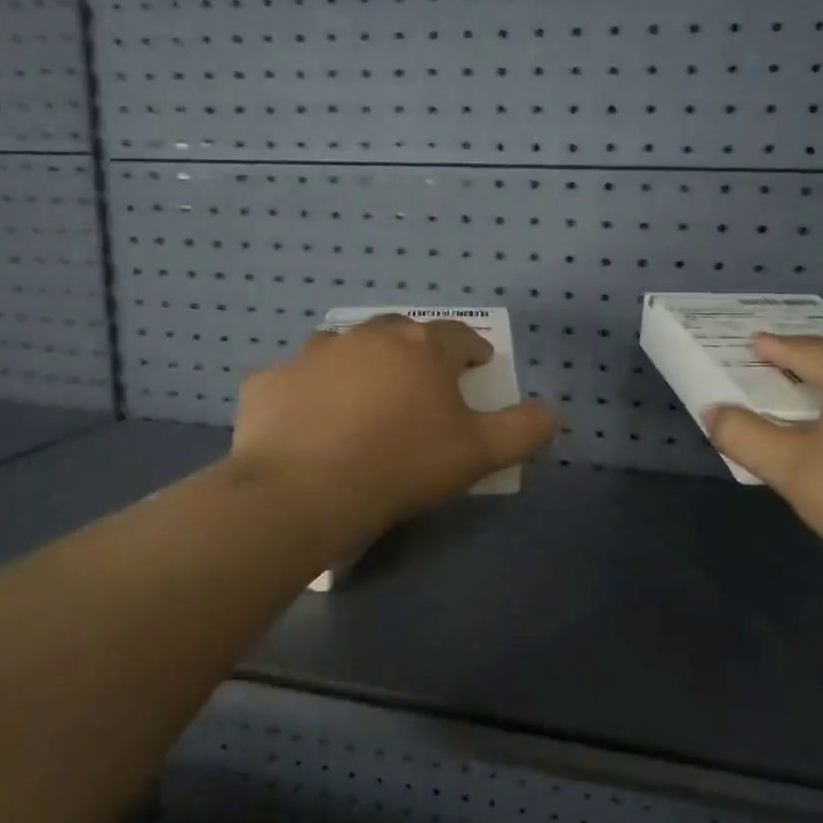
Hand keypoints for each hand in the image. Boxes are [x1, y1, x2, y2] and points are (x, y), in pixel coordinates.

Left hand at [228, 316, 559, 551]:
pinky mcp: (269, 380)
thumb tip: (554, 412)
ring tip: (361, 395)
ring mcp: (312, 354)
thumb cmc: (403, 465)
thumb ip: (523, 430)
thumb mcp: (479, 454)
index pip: (458, 336)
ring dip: (358, 363)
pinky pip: (292, 380)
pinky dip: (303, 392)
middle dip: (416, 351)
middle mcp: (367, 337)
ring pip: (343, 347)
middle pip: (400, 332)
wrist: (305, 490)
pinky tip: (304, 419)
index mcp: (420, 348)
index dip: (472, 349)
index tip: (478, 366)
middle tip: (421, 382)